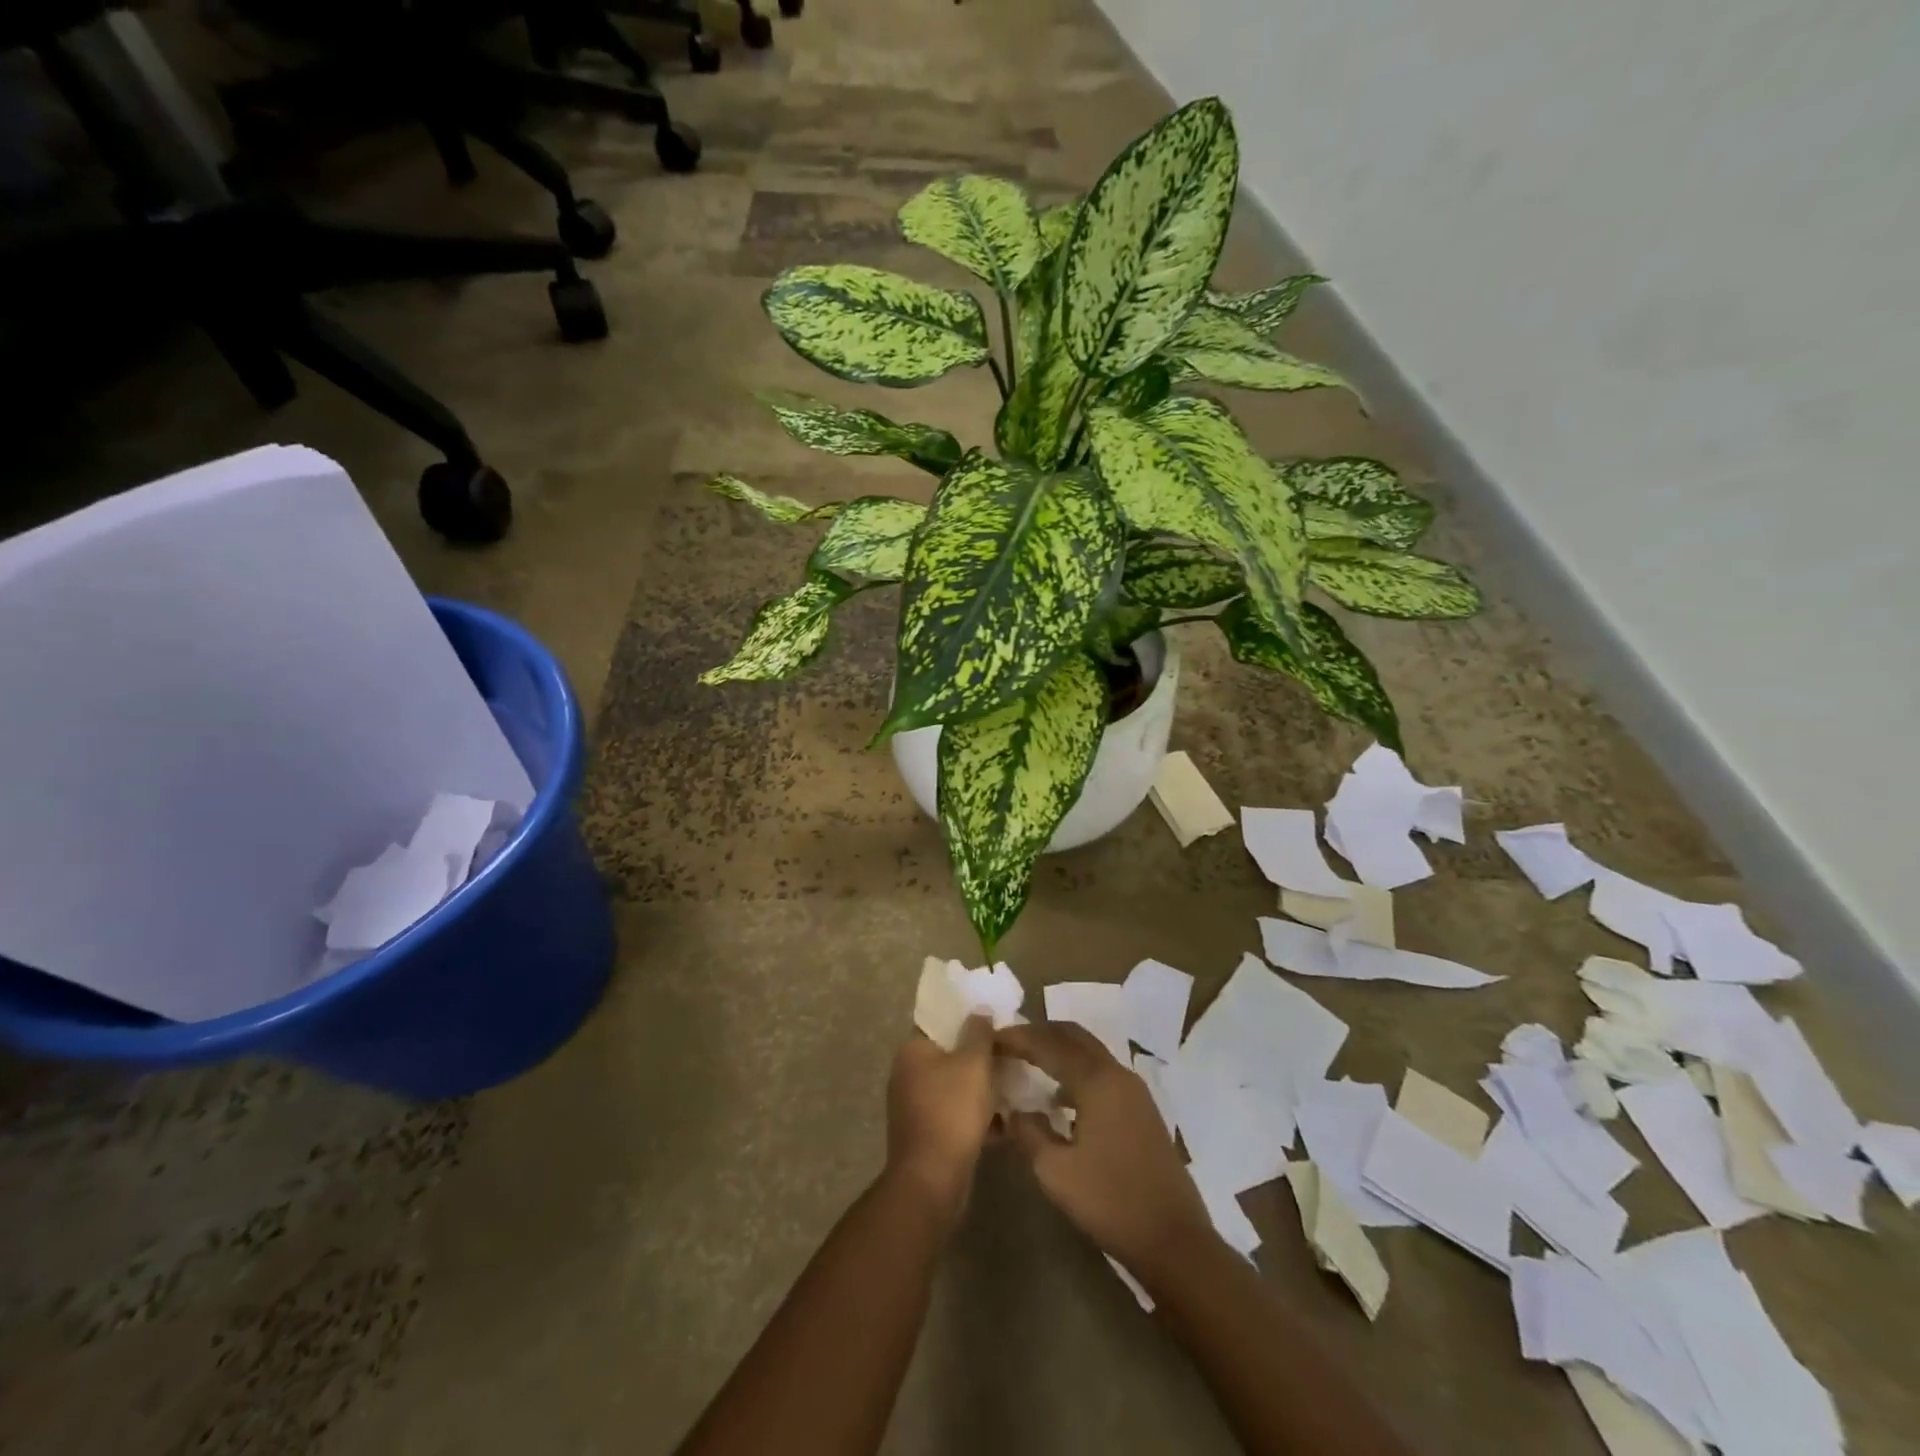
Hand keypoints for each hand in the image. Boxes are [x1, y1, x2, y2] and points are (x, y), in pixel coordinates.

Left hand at [885, 1016, 996, 1224]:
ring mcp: (915, 1106)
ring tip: (1013, 1082)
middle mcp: (907, 1074)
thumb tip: (980, 1010)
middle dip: (978, 1054)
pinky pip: (955, 1113)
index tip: (992, 1018)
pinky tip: (1005, 1119)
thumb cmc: (952, 1111)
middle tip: (1008, 1050)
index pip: (938, 1022)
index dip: (965, 1017)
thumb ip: (979, 1032)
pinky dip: (976, 1114)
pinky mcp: (927, 1134)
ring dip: (980, 1086)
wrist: (932, 1180)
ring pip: (954, 1085)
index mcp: (912, 1051)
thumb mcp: (973, 1064)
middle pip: (948, 1054)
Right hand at [995, 1023, 1212, 1277]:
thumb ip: (1029, 1133)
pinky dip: (1076, 1071)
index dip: (1018, 1037)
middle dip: (1040, 1033)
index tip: (990, 1039)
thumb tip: (1013, 1112)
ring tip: (1028, 1063)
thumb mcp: (1056, 1172)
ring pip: (1090, 1052)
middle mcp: (1117, 1074)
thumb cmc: (1111, 1202)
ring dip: (1059, 1050)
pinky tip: (1059, 1099)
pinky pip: (1102, 1073)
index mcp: (1096, 1081)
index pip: (1049, 1043)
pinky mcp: (1142, 1110)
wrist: (1175, 1241)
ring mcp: (1134, 1091)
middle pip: (1073, 1036)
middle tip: (1009, 1042)